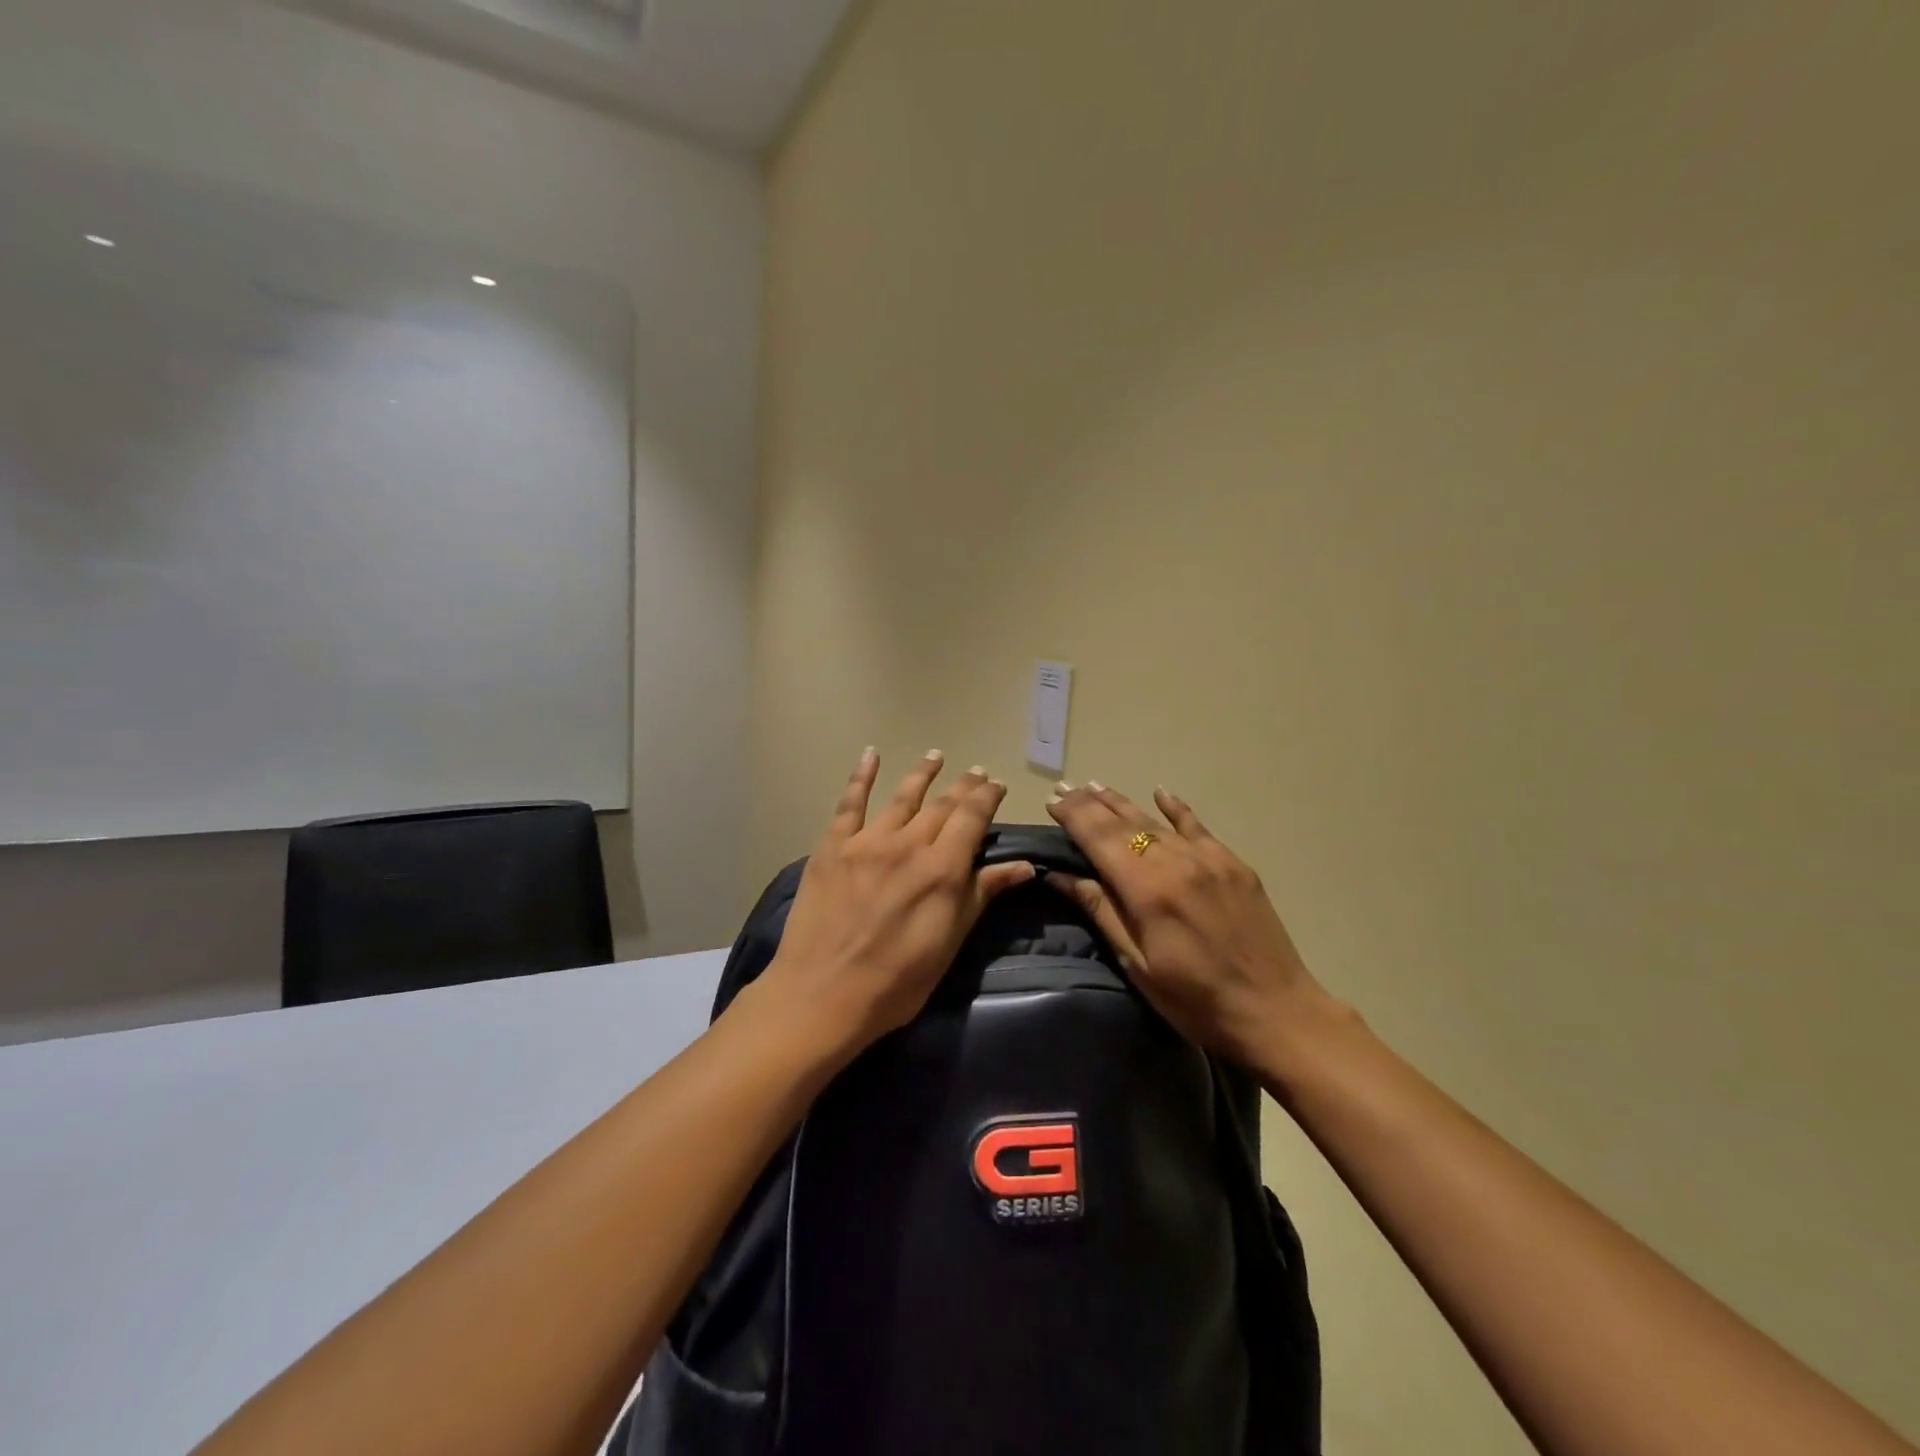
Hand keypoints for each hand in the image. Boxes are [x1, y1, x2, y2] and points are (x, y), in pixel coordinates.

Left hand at [756, 749, 1035, 1057]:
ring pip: (902, 797)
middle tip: (976, 772)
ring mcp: (866, 841)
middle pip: (942, 804)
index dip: (986, 797)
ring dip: (922, 774)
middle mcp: (907, 844)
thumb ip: (982, 895)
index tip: (996, 785)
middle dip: (963, 786)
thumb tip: (1024, 866)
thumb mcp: (949, 943)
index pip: (972, 818)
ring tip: (936, 756)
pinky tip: (870, 756)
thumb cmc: (896, 982)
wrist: (822, 995)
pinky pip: (849, 803)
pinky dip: (861, 776)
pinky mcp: (832, 847)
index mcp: (942, 869)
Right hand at [1045, 782, 1338, 1069]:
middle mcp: (1176, 862)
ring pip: (1156, 820)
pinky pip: (1198, 826)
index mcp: (1147, 889)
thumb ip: (1101, 911)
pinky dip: (1176, 808)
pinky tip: (1160, 792)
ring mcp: (1209, 859)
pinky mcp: (1234, 864)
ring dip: (1122, 802)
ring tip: (1095, 785)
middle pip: (1124, 822)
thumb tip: (1061, 876)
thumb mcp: (1137, 964)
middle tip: (1065, 788)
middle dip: (1090, 803)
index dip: (1073, 816)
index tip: (1051, 801)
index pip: (1099, 838)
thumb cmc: (1195, 1000)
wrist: (1276, 1012)